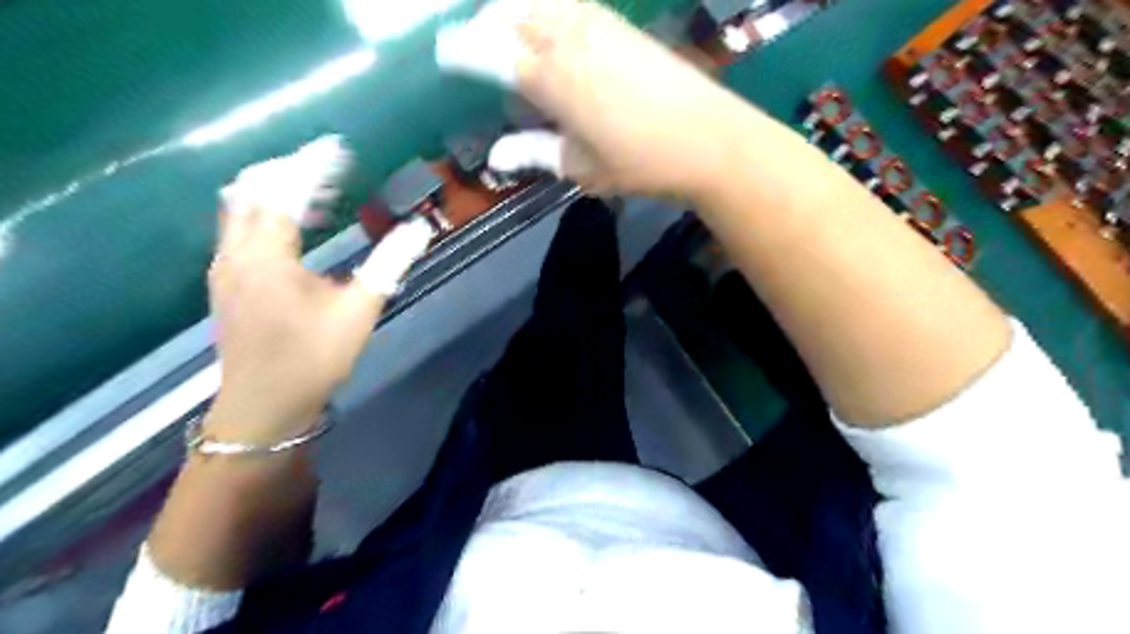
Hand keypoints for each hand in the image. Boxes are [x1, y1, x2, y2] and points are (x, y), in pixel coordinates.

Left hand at [205, 139, 431, 444]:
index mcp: (268, 256)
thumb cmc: (313, 359)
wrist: (264, 407)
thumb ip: (389, 265)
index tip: (338, 148)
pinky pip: (241, 230)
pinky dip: (267, 215)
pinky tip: (299, 232)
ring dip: (276, 193)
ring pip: (241, 208)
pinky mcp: (226, 282)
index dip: (313, 166)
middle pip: (251, 190)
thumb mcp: (359, 312)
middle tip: (329, 169)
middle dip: (288, 171)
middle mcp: (236, 252)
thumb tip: (418, 230)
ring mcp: (224, 267)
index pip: (286, 192)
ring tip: (321, 196)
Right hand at [437, 1, 748, 197]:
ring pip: (539, 2)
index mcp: (550, 79)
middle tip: (475, 46)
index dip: (461, 51)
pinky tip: (551, 30)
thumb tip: (495, 156)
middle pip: (509, 14)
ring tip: (509, 36)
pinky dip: (548, 10)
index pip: (489, 53)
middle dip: (484, 24)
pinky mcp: (621, 24)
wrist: (710, 140)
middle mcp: (567, 39)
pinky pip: (571, 4)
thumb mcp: (581, 168)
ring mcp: (597, 24)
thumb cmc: (640, 164)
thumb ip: (534, 153)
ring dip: (515, 12)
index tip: (443, 53)